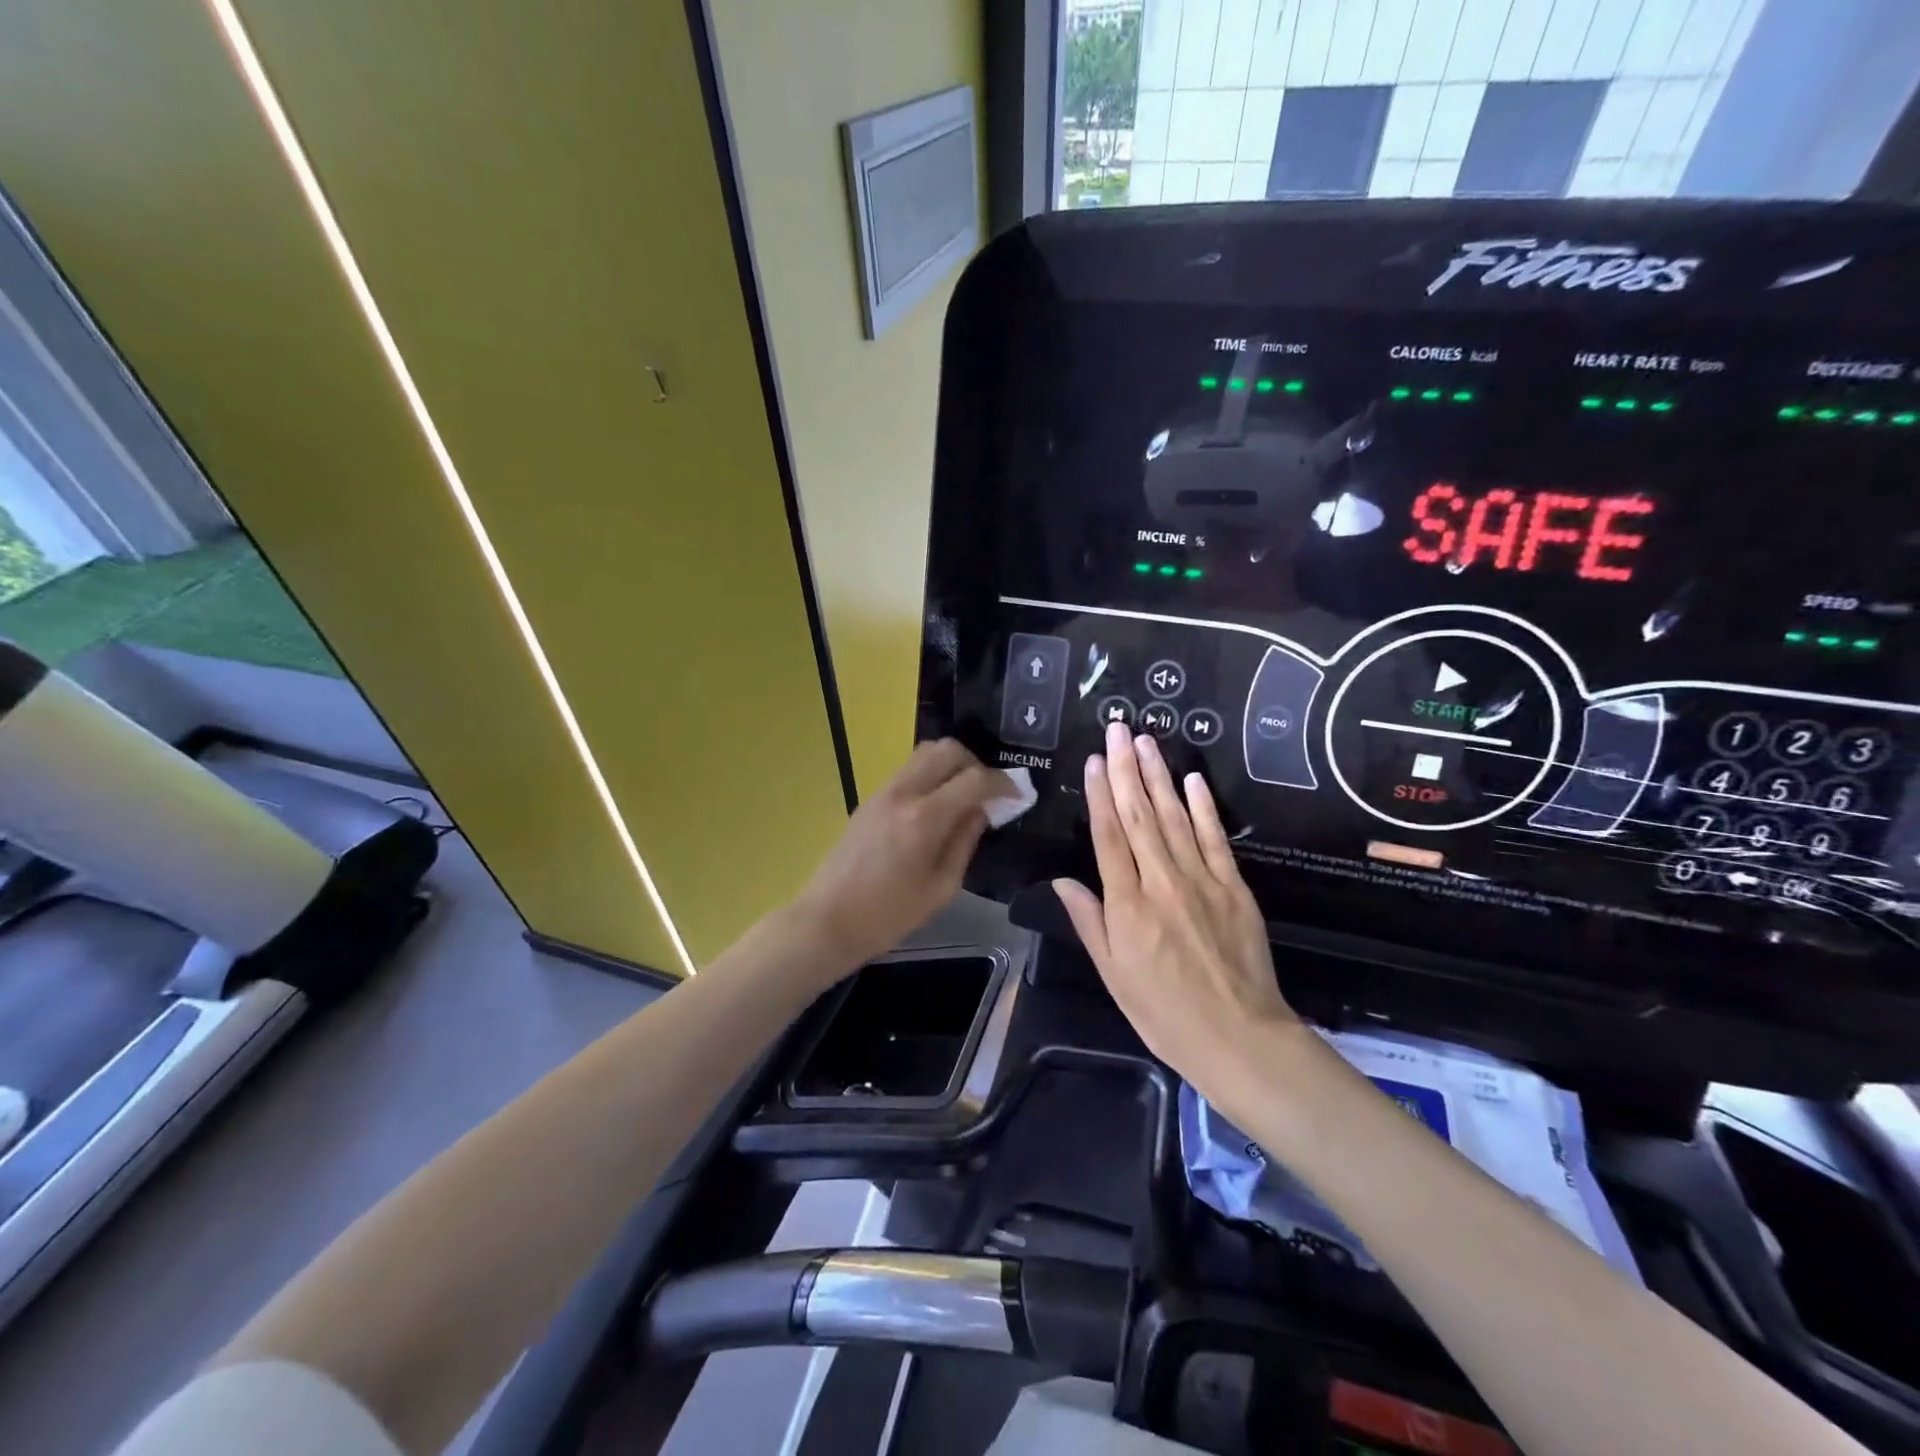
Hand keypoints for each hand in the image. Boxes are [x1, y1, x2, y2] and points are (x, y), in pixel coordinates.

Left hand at [791, 739, 1014, 974]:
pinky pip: (908, 771)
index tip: (1017, 796)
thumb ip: (964, 842)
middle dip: (975, 763)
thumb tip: (981, 811)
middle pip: (946, 749)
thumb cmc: (888, 915)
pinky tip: (936, 807)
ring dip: (950, 766)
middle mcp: (902, 793)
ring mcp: (881, 792)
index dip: (1002, 783)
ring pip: (923, 754)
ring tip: (963, 797)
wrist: (827, 920)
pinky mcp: (869, 799)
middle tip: (987, 792)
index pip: (974, 780)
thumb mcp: (941, 888)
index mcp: (924, 818)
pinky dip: (930, 776)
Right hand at [1054, 722, 1298, 1101]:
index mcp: (1127, 905)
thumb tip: (1062, 881)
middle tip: (1118, 729)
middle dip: (1125, 768)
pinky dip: (1203, 807)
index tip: (1092, 760)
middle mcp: (1161, 882)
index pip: (1108, 836)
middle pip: (1140, 815)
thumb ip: (1089, 922)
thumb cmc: (1164, 1013)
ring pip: (1174, 817)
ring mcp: (1202, 880)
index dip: (1098, 794)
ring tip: (1145, 741)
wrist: (1239, 1037)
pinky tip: (1192, 779)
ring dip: (1159, 775)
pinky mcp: (1234, 887)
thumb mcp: (1113, 975)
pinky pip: (1215, 838)